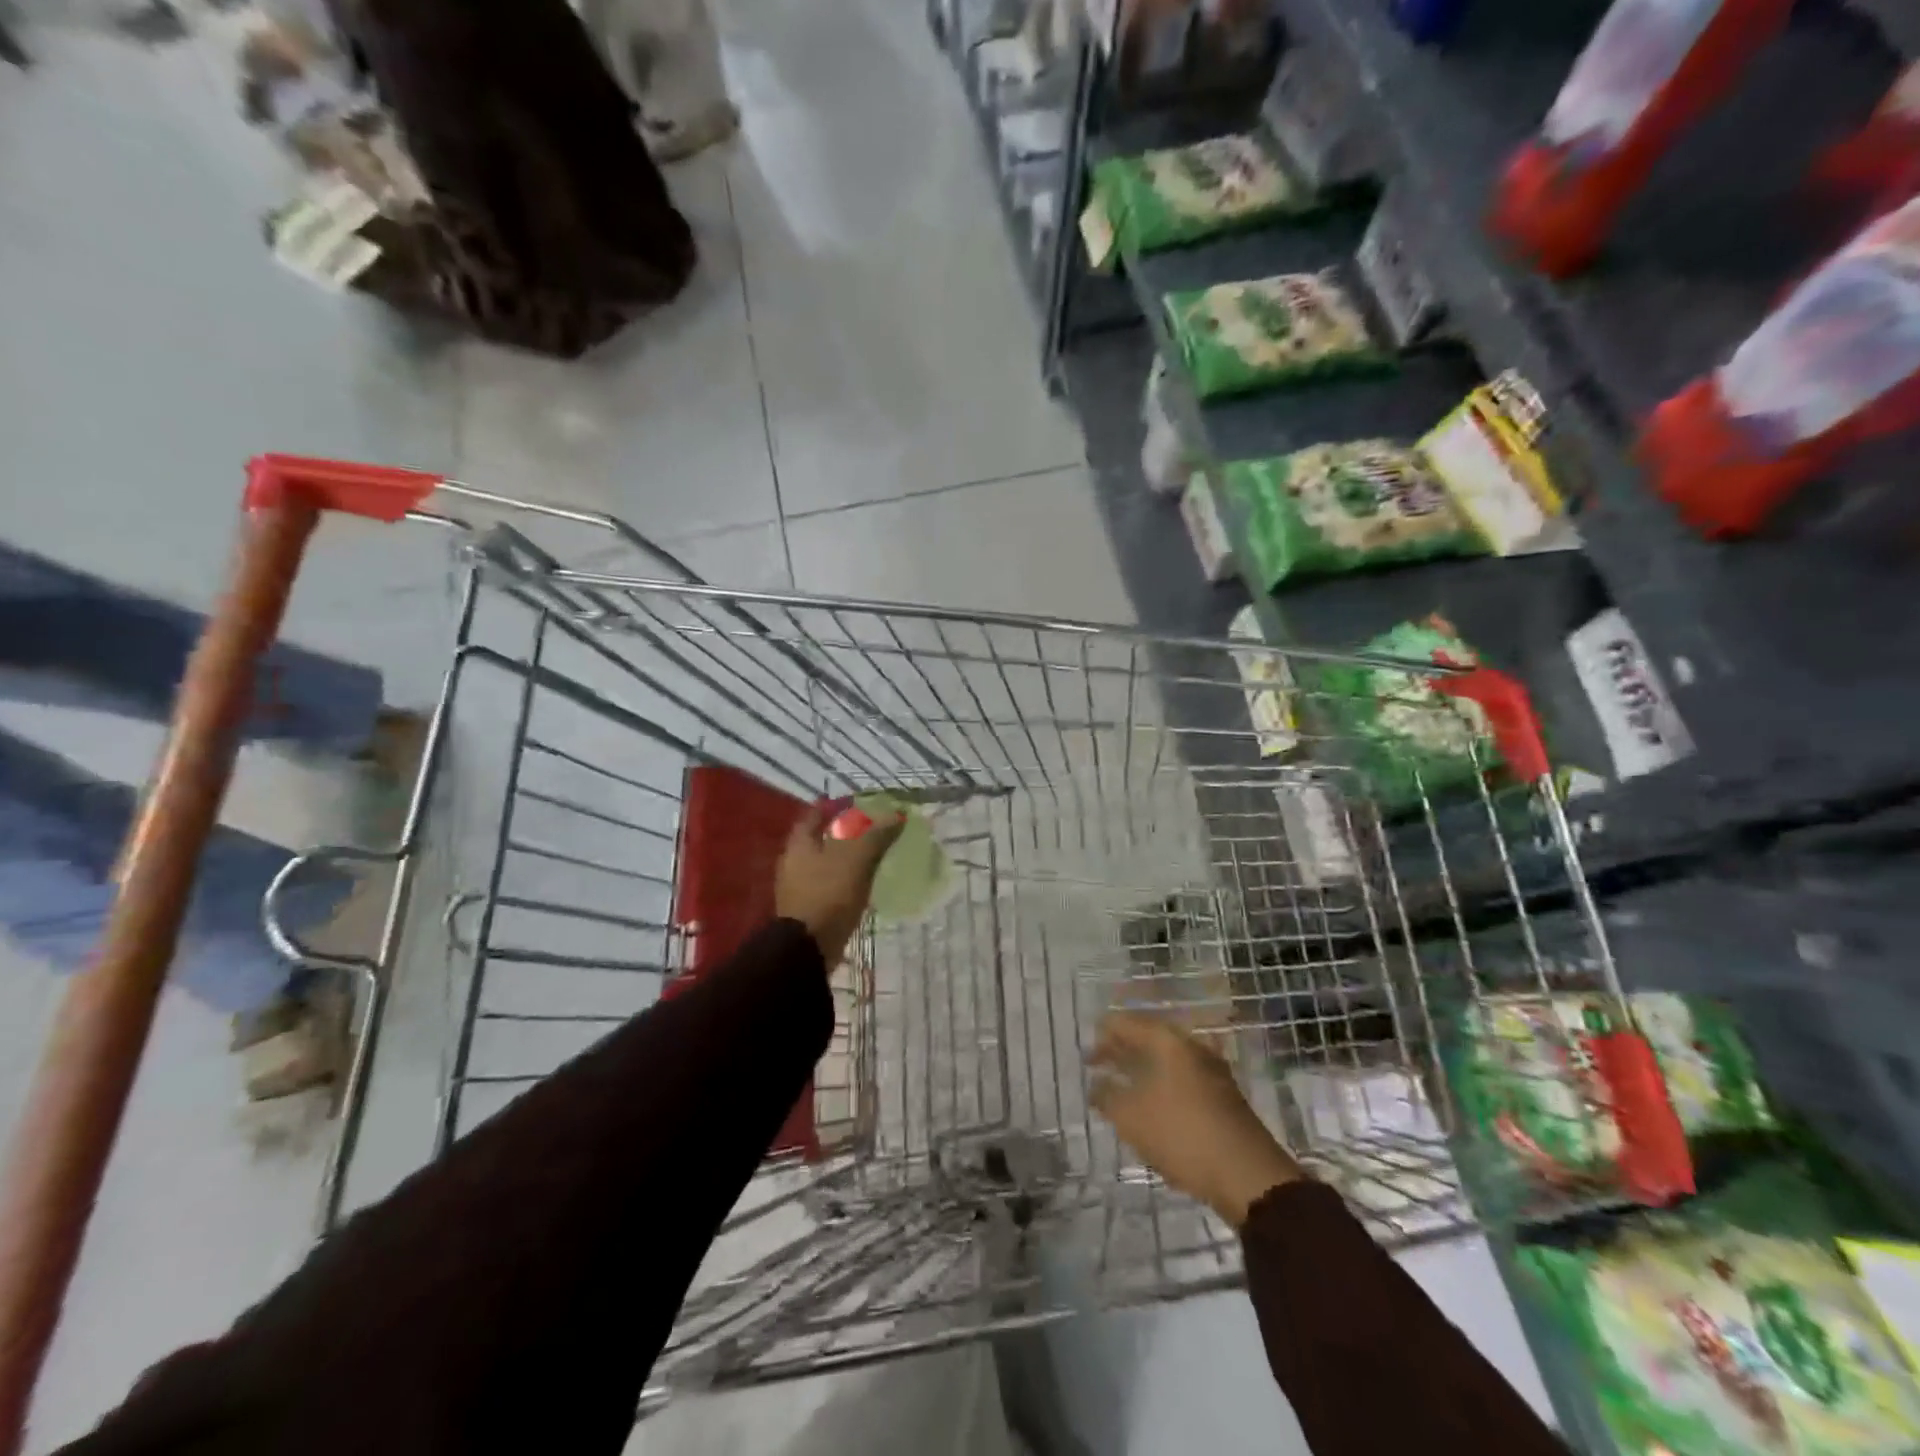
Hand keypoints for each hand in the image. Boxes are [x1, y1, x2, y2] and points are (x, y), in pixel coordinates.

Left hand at [774, 802, 902, 968]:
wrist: (808, 949)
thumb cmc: (828, 894)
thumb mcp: (856, 860)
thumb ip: (875, 835)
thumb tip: (897, 815)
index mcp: (800, 844)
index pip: (814, 814)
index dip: (834, 806)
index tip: (855, 802)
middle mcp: (794, 862)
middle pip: (819, 838)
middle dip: (842, 832)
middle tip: (869, 827)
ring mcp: (800, 887)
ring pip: (825, 862)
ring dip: (845, 857)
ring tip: (872, 854)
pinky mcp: (810, 909)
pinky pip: (830, 884)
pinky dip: (845, 879)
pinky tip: (863, 882)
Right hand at [1089, 1011, 1302, 1226]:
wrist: (1248, 1175)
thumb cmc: (1182, 1135)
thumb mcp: (1131, 1117)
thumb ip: (1106, 1095)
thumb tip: (1096, 1085)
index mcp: (1166, 1040)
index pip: (1124, 1023)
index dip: (1101, 1035)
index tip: (1085, 1054)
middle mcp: (1190, 1045)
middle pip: (1146, 1037)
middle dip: (1121, 1051)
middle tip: (1098, 1066)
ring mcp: (1210, 1069)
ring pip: (1165, 1059)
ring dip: (1141, 1069)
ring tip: (1120, 1088)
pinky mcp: (1222, 1094)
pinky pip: (1181, 1078)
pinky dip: (1161, 1084)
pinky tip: (1152, 1106)